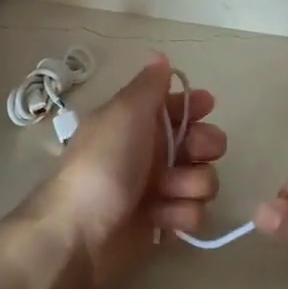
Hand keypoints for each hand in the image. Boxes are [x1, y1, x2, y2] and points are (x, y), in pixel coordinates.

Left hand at [33, 55, 227, 288]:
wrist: (80, 232)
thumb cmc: (103, 164)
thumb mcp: (124, 113)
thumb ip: (148, 86)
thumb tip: (160, 56)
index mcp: (137, 123)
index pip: (177, 107)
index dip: (195, 106)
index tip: (207, 107)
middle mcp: (151, 153)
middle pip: (202, 143)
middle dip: (205, 147)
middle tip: (195, 154)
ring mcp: (159, 190)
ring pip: (203, 179)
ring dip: (191, 185)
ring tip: (168, 193)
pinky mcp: (164, 224)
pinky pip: (194, 214)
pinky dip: (181, 215)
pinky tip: (163, 219)